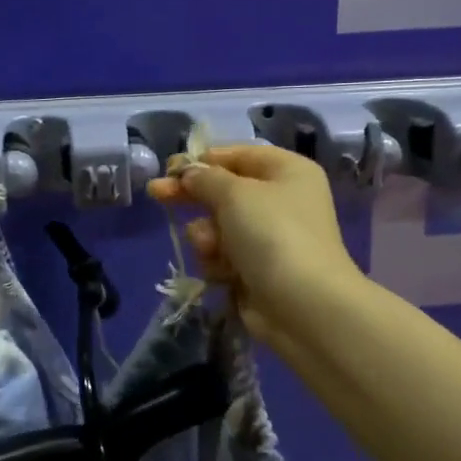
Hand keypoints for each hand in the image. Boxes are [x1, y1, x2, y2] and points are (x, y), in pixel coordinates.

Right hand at [149, 143, 360, 346]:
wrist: (304, 305)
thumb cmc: (273, 234)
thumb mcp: (234, 193)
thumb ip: (205, 178)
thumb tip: (188, 172)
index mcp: (287, 171)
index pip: (238, 155)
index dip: (203, 160)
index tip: (170, 167)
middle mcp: (281, 200)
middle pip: (224, 192)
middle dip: (193, 197)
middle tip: (157, 194)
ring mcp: (270, 238)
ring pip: (218, 227)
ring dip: (206, 236)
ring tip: (210, 248)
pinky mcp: (257, 270)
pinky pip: (223, 256)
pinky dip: (218, 262)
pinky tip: (223, 272)